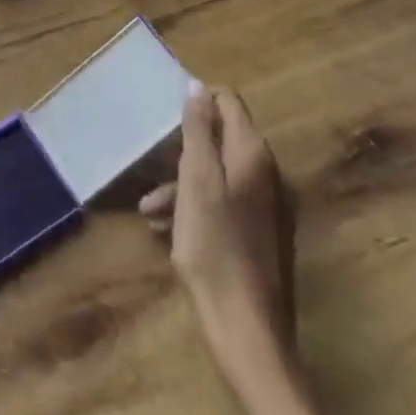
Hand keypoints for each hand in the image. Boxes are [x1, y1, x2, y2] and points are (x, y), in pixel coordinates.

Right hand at [140, 83, 295, 387]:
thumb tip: (198, 86)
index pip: (228, 102)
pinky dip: (194, 210)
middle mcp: (267, 174)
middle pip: (219, 141)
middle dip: (181, 152)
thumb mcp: (197, 181)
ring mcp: (267, 208)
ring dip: (180, 186)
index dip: (197, 103)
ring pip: (217, 176)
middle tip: (149, 168)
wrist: (246, 328)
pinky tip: (166, 232)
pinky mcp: (261, 237)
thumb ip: (199, 131)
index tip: (165, 118)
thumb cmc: (214, 247)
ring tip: (148, 212)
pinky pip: (223, 205)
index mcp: (254, 155)